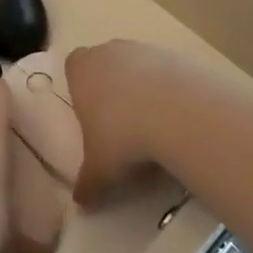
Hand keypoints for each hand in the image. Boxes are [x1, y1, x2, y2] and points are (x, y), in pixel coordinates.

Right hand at [65, 40, 204, 204]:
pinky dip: (171, 91)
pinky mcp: (177, 55)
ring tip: (154, 126)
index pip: (73, 66)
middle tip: (121, 126)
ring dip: (143, 90)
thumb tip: (81, 204)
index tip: (90, 115)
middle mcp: (110, 51)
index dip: (80, 87)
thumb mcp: (100, 170)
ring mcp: (145, 49)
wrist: (178, 112)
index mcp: (81, 69)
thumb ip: (87, 184)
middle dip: (112, 89)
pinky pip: (168, 73)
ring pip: (139, 67)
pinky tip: (179, 119)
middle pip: (106, 64)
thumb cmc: (122, 136)